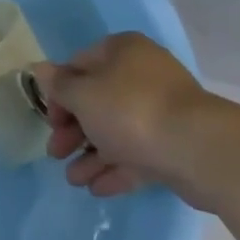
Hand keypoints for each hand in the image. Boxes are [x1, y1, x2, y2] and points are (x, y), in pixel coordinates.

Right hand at [31, 34, 230, 207]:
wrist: (198, 149)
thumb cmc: (131, 109)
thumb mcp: (83, 95)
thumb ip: (59, 86)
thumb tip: (40, 69)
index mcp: (121, 51)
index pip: (79, 65)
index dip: (59, 92)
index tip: (49, 120)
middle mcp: (142, 74)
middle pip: (98, 100)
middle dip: (73, 129)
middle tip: (56, 153)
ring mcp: (162, 111)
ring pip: (117, 130)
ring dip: (91, 154)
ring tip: (73, 180)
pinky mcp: (175, 144)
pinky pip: (138, 153)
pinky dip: (116, 168)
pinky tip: (96, 188)